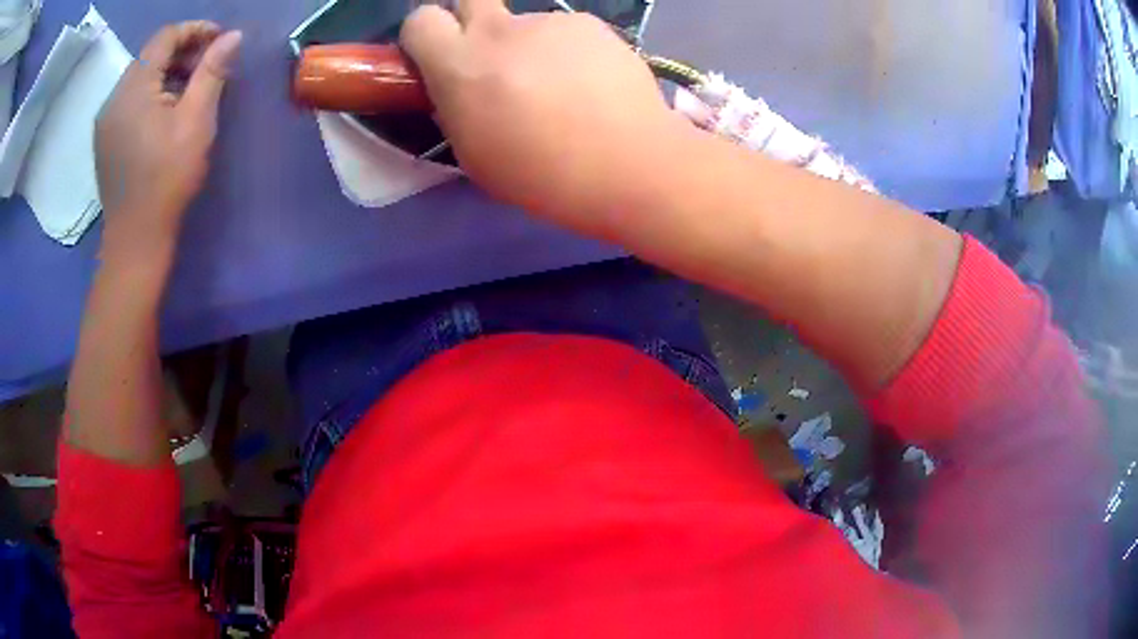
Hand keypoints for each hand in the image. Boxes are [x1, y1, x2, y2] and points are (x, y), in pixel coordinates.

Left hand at [95, 22, 241, 262]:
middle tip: (209, 66)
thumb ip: (212, 72)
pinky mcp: (104, 138)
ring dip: (167, 73)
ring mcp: (105, 120)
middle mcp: (114, 97)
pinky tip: (165, 112)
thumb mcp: (196, 121)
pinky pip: (129, 99)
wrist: (135, 239)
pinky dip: (151, 94)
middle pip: (151, 55)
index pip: (165, 37)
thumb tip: (233, 36)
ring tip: (190, 90)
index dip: (195, 30)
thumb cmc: (167, 180)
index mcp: (133, 88)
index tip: (220, 41)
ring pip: (139, 77)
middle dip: (182, 51)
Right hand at [401, 0, 682, 236]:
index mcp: (461, 65)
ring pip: (525, 23)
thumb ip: (457, 108)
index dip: (425, 37)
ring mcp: (549, 21)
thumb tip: (459, 87)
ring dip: (530, 46)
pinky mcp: (590, 24)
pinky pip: (565, 31)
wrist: (629, 164)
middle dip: (470, 21)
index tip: (438, 58)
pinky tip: (592, 84)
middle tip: (492, 60)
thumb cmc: (544, 175)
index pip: (420, 21)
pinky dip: (569, 51)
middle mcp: (500, 30)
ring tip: (563, 89)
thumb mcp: (475, 155)